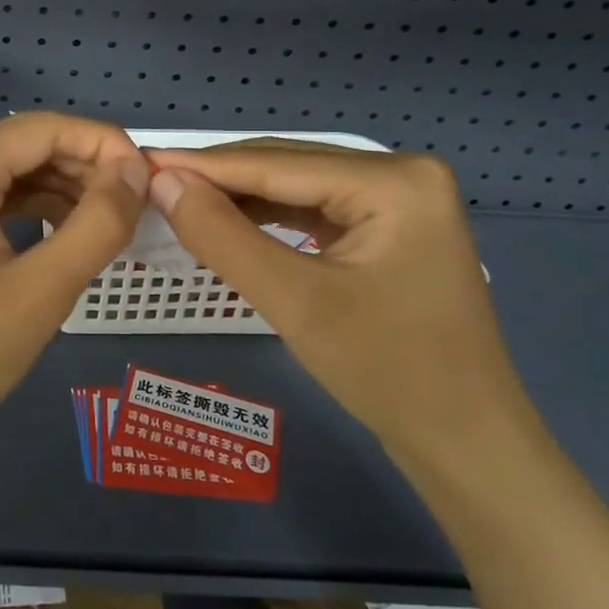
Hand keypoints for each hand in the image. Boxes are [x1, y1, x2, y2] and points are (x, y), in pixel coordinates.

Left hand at [0, 113, 149, 468]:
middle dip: (81, 163)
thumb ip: (99, 221)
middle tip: (131, 199)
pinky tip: (59, 229)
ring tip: (105, 216)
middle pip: (20, 143)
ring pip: (2, 169)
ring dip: (56, 184)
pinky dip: (25, 205)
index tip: (145, 175)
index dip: (101, 141)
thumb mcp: (44, 289)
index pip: (42, 128)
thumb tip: (134, 170)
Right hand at [144, 144, 533, 466]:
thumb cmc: (389, 372)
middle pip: (288, 167)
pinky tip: (228, 222)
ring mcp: (399, 200)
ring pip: (296, 187)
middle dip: (219, 179)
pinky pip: (313, 210)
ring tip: (178, 200)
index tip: (141, 162)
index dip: (202, 165)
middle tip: (151, 183)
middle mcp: (401, 173)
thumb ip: (223, 236)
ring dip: (239, 198)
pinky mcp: (389, 227)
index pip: (276, 164)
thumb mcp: (295, 302)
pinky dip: (268, 218)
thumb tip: (162, 184)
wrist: (466, 445)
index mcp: (395, 179)